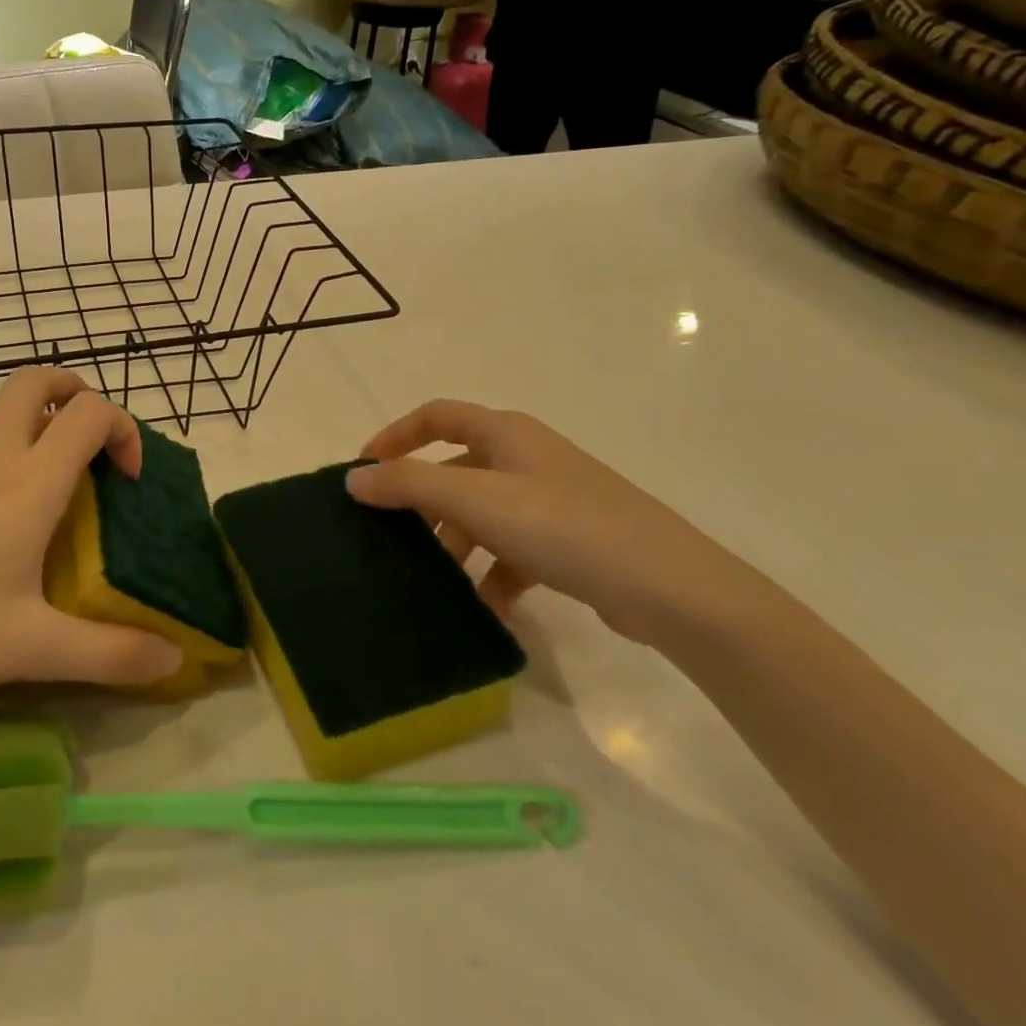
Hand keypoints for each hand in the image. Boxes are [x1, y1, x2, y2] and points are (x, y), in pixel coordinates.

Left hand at [0, 368, 181, 716]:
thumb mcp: (28, 648)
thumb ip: (107, 654)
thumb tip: (172, 660)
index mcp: (29, 482)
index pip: (90, 412)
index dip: (124, 428)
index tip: (128, 480)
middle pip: (37, 381)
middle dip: (76, 391)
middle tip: (93, 444)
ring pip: (3, 415)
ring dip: (40, 430)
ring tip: (52, 500)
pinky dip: (4, 460)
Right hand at [348, 400, 762, 646]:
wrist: (671, 588)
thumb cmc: (563, 526)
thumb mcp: (476, 500)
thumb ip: (408, 485)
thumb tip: (354, 479)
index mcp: (506, 434)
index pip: (437, 416)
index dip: (396, 436)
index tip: (365, 470)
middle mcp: (528, 458)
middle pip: (457, 469)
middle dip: (422, 502)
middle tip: (392, 536)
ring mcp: (552, 500)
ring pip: (483, 513)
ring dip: (455, 542)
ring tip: (435, 581)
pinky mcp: (571, 542)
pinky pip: (514, 550)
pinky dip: (493, 573)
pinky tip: (485, 608)